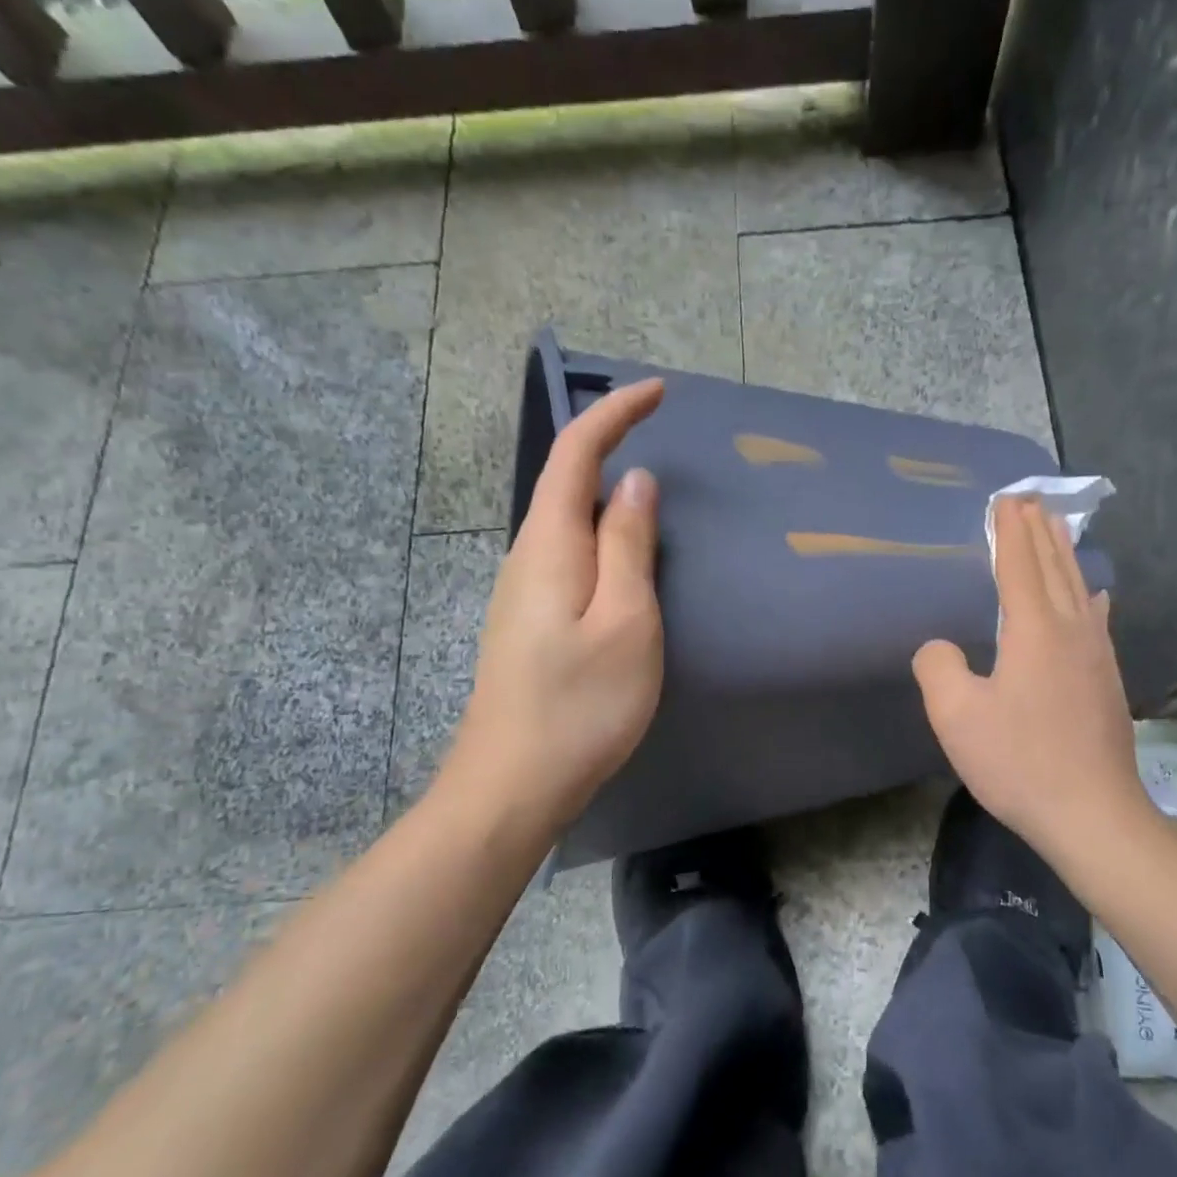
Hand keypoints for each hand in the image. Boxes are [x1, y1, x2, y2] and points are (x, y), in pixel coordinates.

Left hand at [434, 379, 665, 842]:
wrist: (513, 784)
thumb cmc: (581, 703)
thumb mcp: (626, 620)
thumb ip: (630, 546)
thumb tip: (634, 483)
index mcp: (550, 545)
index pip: (577, 454)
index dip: (614, 413)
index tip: (657, 392)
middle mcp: (527, 557)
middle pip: (567, 483)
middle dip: (611, 447)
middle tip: (663, 440)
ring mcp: (523, 593)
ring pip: (569, 524)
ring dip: (609, 500)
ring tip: (656, 504)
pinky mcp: (530, 624)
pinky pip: (570, 559)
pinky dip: (603, 542)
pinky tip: (627, 569)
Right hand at [912, 496, 1155, 860]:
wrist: (1092, 814)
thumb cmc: (1019, 762)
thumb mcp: (957, 717)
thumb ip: (938, 668)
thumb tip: (939, 647)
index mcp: (1034, 631)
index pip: (1020, 567)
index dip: (1010, 533)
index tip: (1006, 500)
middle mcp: (1071, 632)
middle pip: (1055, 568)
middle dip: (1040, 533)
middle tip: (1031, 501)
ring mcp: (1096, 656)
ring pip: (1079, 589)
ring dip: (1065, 556)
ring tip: (1057, 530)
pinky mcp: (1108, 681)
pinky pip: (1095, 619)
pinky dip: (1087, 594)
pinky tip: (1094, 596)